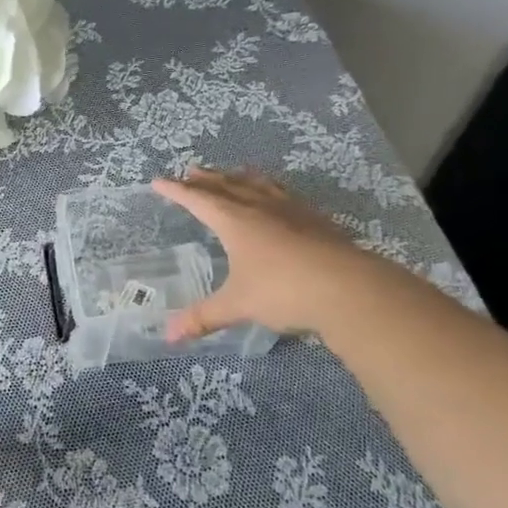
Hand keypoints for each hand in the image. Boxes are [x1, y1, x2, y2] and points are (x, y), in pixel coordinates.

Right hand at [153, 168, 395, 340]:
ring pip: (257, 185)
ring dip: (238, 177)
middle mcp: (259, 207)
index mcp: (234, 220)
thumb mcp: (237, 305)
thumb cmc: (283, 291)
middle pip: (226, 185)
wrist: (349, 287)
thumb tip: (169, 337)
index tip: (158, 181)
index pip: (197, 199)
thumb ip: (203, 317)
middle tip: (191, 171)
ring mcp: (290, 210)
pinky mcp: (315, 219)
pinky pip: (283, 194)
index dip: (176, 191)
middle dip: (206, 179)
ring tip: (231, 173)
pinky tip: (277, 198)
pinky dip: (270, 189)